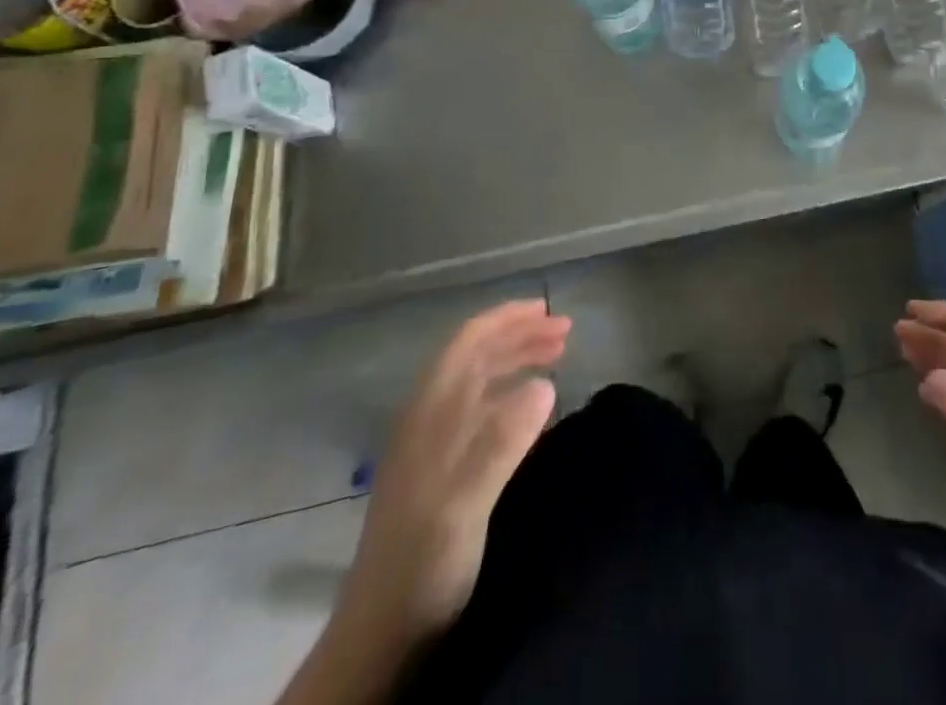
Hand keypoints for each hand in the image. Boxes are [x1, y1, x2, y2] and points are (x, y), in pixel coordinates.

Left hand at [343, 299, 569, 644]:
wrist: (380, 635)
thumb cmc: (422, 562)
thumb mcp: (464, 503)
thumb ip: (501, 442)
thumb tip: (545, 385)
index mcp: (429, 414)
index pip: (467, 343)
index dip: (505, 319)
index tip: (546, 311)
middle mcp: (428, 419)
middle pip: (474, 357)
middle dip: (518, 335)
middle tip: (565, 332)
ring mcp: (431, 445)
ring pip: (477, 381)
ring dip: (515, 360)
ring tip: (556, 356)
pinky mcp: (440, 471)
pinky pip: (479, 409)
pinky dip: (509, 391)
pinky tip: (529, 406)